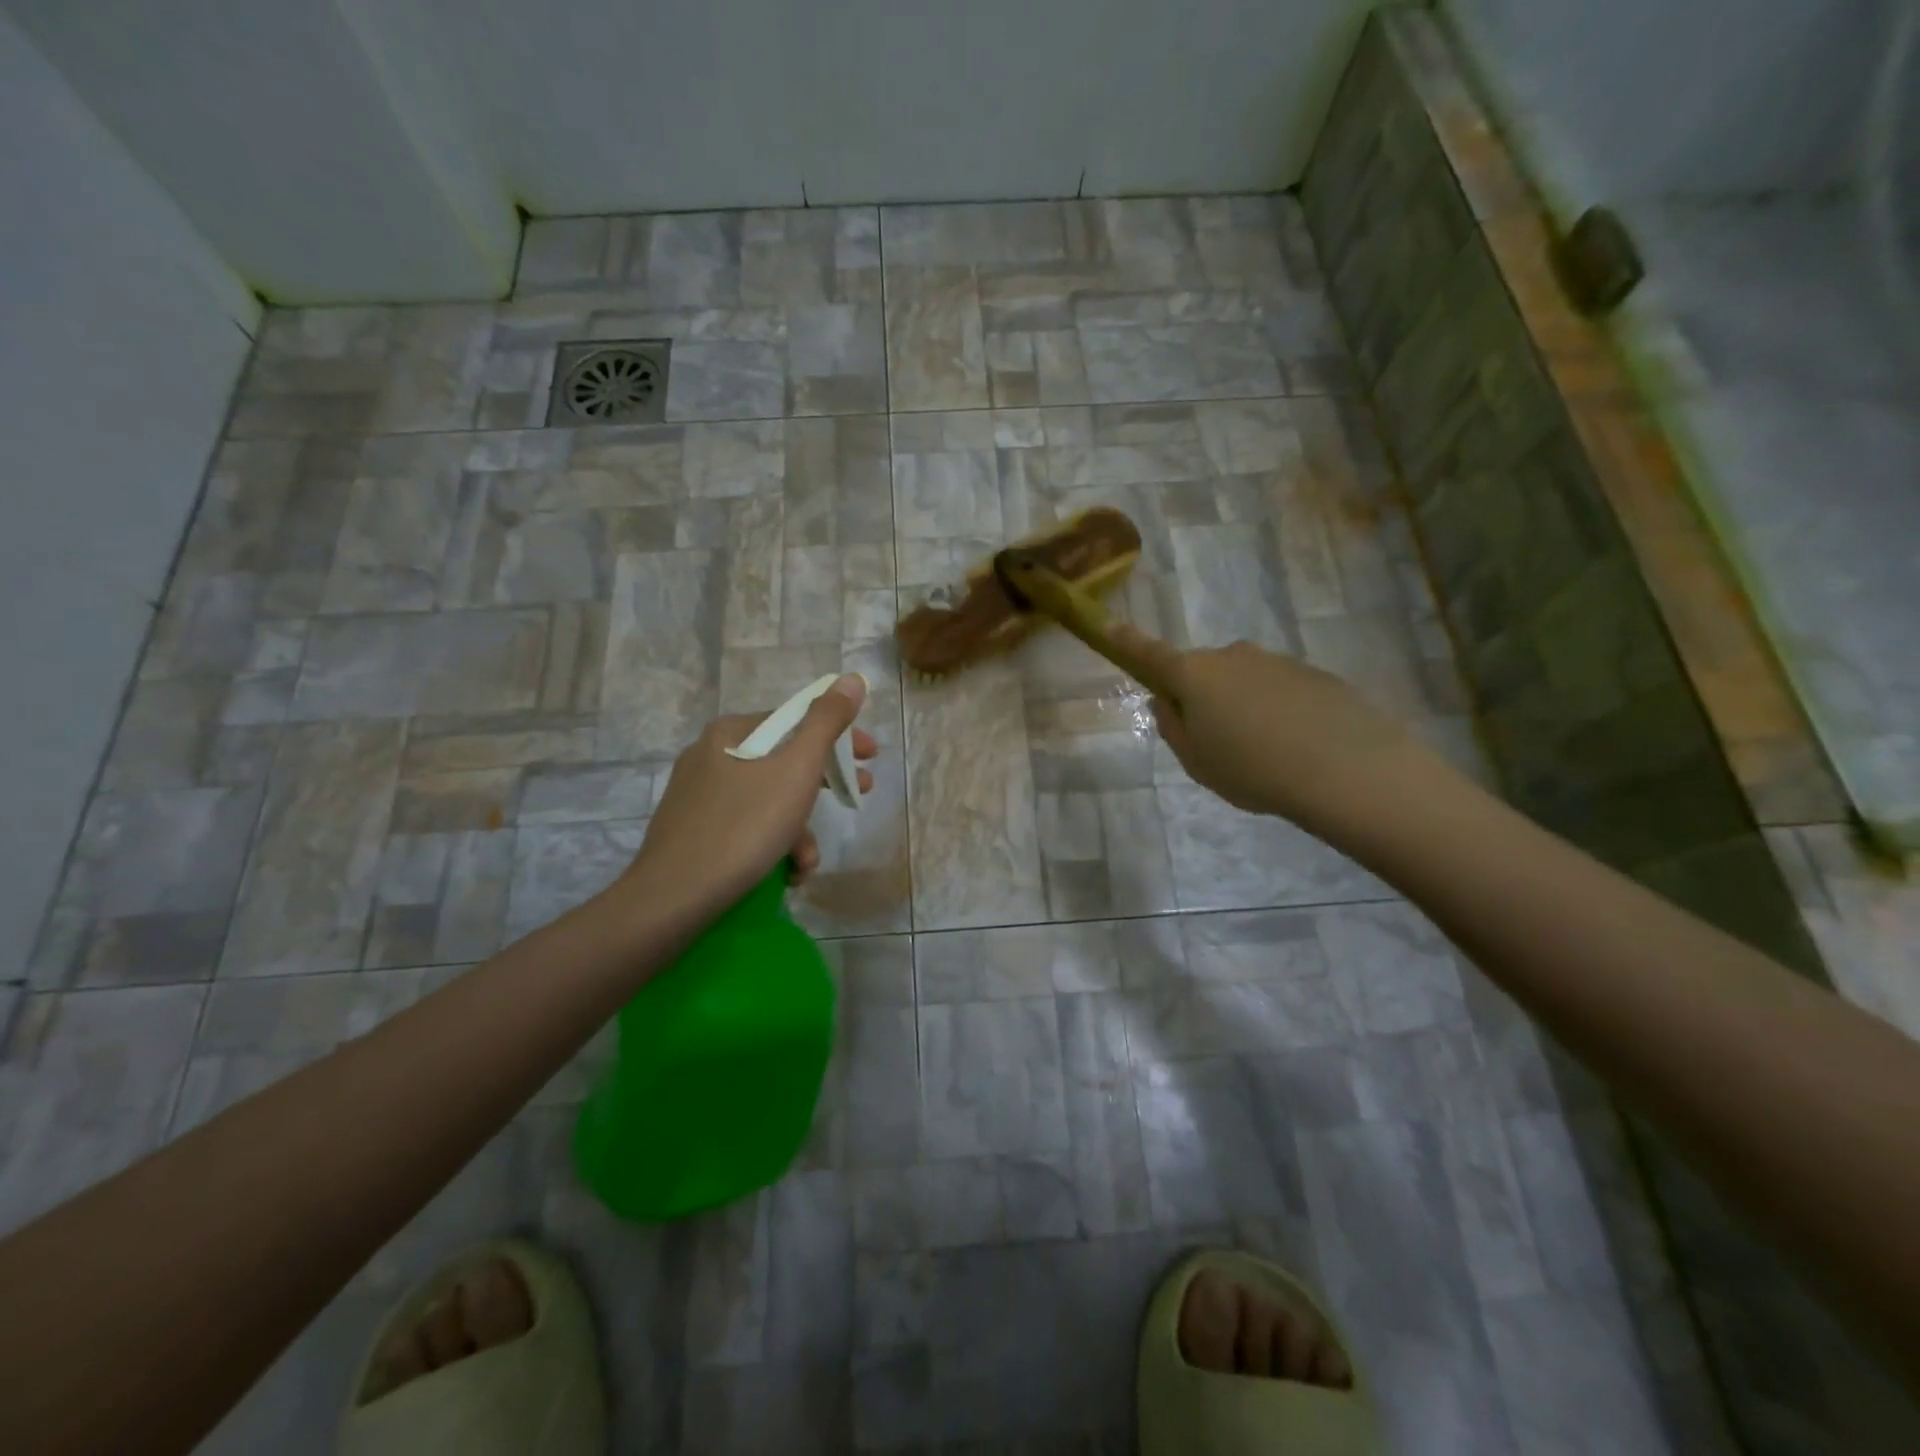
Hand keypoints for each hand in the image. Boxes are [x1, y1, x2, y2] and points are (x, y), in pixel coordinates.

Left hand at [617, 674, 876, 924]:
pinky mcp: (692, 830)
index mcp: (731, 732)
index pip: (797, 720)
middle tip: (857, 797)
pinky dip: (771, 844)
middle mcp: (710, 755)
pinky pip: (746, 825)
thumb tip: (851, 679)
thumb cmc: (744, 826)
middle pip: (784, 761)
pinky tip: (784, 873)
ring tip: (806, 863)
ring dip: (798, 829)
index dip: (839, 737)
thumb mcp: (796, 770)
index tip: (870, 758)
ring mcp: (698, 795)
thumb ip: (826, 722)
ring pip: (767, 799)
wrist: (674, 897)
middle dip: (823, 786)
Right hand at [1110, 627, 1447, 830]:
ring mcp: (1275, 660)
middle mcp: (1231, 656)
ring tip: (1264, 752)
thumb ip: (1173, 728)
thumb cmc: (1252, 769)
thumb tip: (1166, 702)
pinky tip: (1296, 745)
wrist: (1345, 769)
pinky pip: (1279, 689)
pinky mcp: (1313, 673)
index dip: (1127, 641)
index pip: (1150, 654)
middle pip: (1203, 672)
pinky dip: (1277, 710)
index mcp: (1194, 675)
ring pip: (1243, 681)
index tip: (1108, 624)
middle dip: (1202, 697)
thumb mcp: (1197, 761)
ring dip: (1243, 706)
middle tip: (1216, 742)